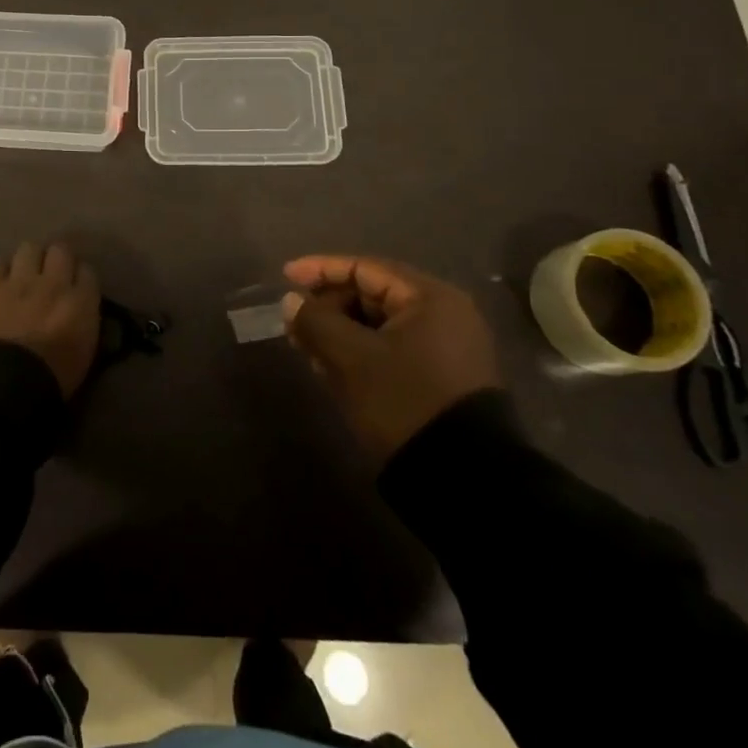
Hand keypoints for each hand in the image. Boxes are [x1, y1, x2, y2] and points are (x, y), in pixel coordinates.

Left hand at [0, 242, 100, 397]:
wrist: (1, 386)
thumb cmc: (49, 381)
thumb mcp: (83, 356)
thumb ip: (83, 324)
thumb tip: (78, 311)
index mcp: (80, 303)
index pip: (87, 272)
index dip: (80, 278)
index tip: (76, 287)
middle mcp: (52, 283)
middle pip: (60, 250)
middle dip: (57, 259)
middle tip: (50, 275)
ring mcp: (18, 281)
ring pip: (29, 248)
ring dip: (29, 260)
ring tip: (23, 275)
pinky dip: (1, 272)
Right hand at [282, 255, 501, 464]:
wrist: (463, 479)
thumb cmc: (404, 400)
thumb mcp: (351, 357)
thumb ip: (316, 321)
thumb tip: (292, 302)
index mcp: (429, 298)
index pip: (365, 268)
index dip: (321, 269)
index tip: (285, 276)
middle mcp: (442, 315)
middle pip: (372, 295)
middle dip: (328, 306)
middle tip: (293, 323)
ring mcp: (444, 348)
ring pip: (378, 325)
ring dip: (338, 331)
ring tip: (304, 346)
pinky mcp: (439, 378)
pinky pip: (390, 349)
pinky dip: (358, 352)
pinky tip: (329, 367)